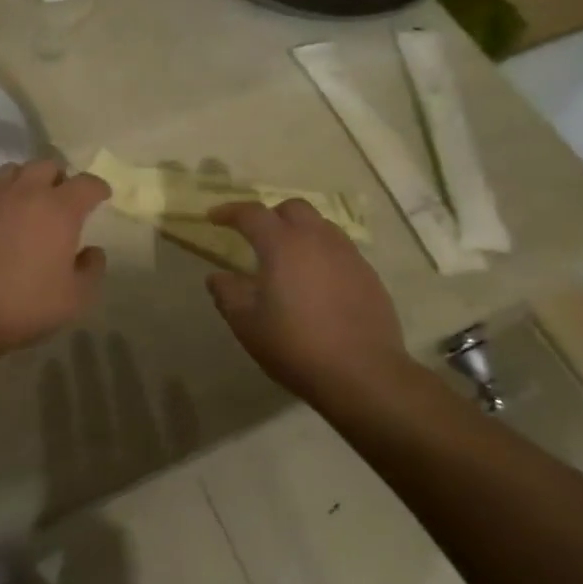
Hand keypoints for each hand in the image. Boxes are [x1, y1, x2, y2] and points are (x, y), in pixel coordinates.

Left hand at [0, 159, 109, 354]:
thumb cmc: (25, 306)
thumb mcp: (76, 298)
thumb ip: (92, 269)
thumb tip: (91, 251)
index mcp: (58, 209)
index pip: (86, 184)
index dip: (98, 188)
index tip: (101, 196)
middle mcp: (25, 193)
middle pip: (47, 165)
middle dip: (61, 178)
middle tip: (63, 199)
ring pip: (14, 170)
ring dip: (28, 180)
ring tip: (30, 203)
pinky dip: (1, 198)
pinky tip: (0, 221)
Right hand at [206, 200, 411, 396]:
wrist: (363, 375)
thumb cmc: (296, 345)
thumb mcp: (247, 324)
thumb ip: (227, 293)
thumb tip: (218, 277)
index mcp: (283, 244)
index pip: (251, 213)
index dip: (229, 211)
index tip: (214, 217)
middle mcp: (317, 239)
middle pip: (292, 208)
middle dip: (270, 215)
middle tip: (256, 237)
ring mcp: (348, 255)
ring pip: (320, 226)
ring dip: (300, 232)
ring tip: (289, 258)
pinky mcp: (369, 275)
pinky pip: (340, 250)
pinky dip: (322, 254)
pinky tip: (317, 282)